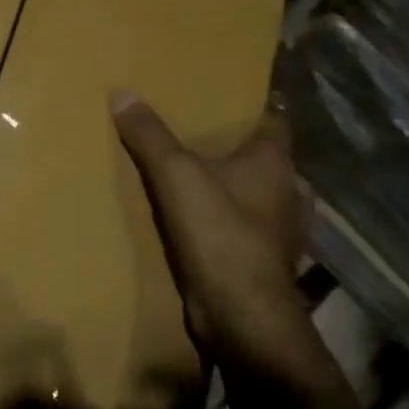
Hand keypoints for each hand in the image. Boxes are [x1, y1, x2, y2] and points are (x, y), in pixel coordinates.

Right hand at [112, 92, 321, 385]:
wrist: (242, 316)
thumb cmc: (220, 234)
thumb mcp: (176, 175)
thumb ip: (150, 135)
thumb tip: (122, 92)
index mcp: (275, 163)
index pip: (274, 121)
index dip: (253, 106)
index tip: (226, 96)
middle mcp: (286, 192)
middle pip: (264, 159)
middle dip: (237, 148)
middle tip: (199, 133)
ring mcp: (279, 231)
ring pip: (256, 195)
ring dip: (233, 188)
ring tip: (195, 176)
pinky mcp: (262, 261)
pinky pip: (244, 228)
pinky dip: (227, 221)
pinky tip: (200, 221)